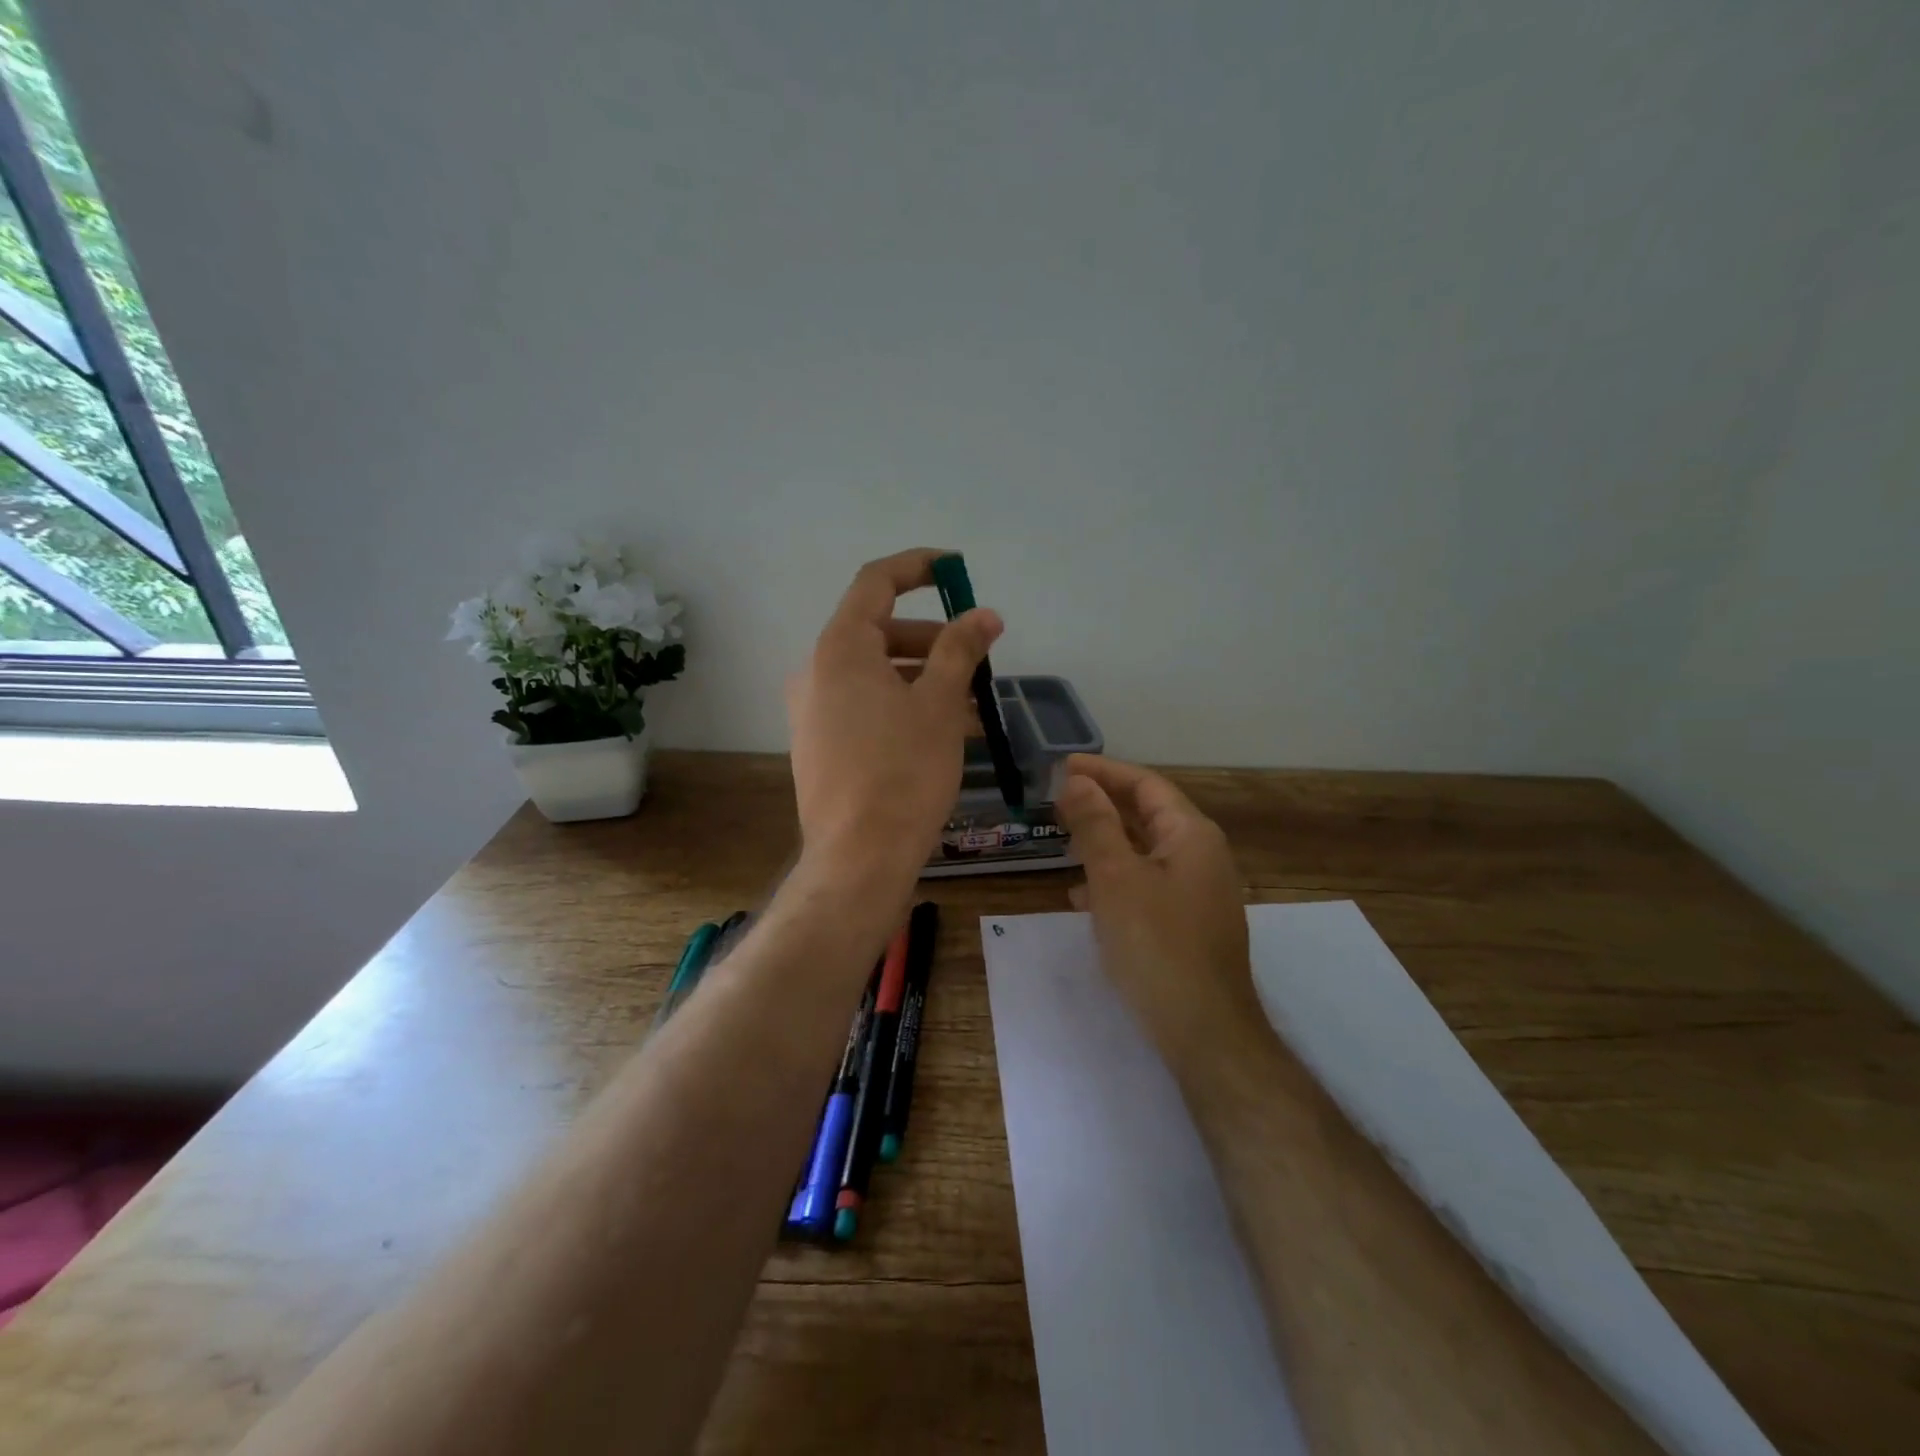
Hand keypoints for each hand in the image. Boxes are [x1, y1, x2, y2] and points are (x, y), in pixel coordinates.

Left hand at [788, 548, 1002, 902]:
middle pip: (879, 633)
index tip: (955, 569)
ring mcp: (812, 712)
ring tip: (973, 706)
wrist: (859, 857)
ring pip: (876, 676)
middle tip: (977, 660)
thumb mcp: (941, 704)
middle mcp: (816, 672)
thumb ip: (961, 650)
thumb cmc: (903, 771)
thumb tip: (985, 615)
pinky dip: (903, 707)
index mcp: (840, 649)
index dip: (917, 567)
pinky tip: (943, 735)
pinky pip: (865, 708)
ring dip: (925, 679)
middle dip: (933, 639)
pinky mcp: (819, 746)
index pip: (876, 582)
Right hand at [1056, 755, 1263, 1067]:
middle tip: (1057, 800)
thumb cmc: (1157, 945)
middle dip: (1102, 805)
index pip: (1145, 784)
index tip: (1062, 766)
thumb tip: (1076, 780)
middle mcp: (1201, 856)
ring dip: (1105, 842)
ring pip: (1144, 852)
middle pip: (1147, 814)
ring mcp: (1198, 893)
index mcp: (1191, 835)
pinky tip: (1083, 898)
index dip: (1103, 771)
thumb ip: (1096, 824)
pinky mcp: (1188, 925)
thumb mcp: (1116, 878)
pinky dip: (1115, 880)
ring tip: (1064, 842)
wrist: (1203, 1030)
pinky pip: (1147, 885)